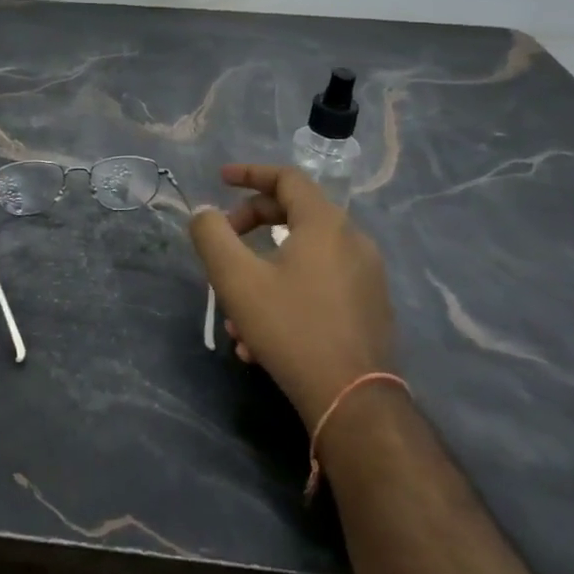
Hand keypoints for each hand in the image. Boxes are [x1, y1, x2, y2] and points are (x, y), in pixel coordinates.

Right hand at [189, 164, 393, 429]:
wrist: (352, 400)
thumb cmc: (290, 328)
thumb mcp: (236, 278)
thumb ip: (212, 235)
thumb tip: (205, 213)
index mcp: (325, 224)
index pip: (287, 178)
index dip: (250, 173)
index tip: (220, 179)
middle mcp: (353, 241)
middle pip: (294, 214)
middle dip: (250, 225)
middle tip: (221, 244)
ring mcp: (366, 276)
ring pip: (302, 256)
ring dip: (262, 270)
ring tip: (232, 311)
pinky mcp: (368, 308)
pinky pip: (318, 284)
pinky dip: (285, 292)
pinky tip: (258, 337)